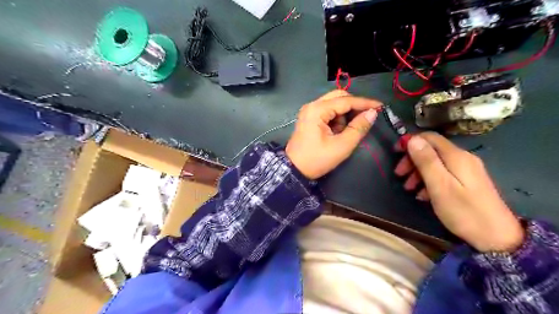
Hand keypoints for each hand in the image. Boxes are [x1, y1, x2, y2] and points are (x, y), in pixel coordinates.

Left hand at [286, 90, 381, 179]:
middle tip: (366, 117)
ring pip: (334, 104)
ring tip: (346, 132)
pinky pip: (328, 112)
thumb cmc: (317, 160)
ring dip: (344, 114)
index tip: (381, 106)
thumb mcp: (341, 146)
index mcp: (317, 110)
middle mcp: (312, 105)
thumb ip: (358, 128)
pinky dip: (336, 119)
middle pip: (339, 97)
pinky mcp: (309, 117)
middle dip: (354, 106)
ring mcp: (309, 111)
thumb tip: (372, 113)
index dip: (365, 103)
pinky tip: (337, 132)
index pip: (346, 101)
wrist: (294, 170)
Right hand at [395, 132, 521, 252]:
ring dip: (418, 172)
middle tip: (399, 175)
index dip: (410, 141)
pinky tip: (423, 195)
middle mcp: (462, 158)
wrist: (497, 238)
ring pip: (435, 163)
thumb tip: (413, 139)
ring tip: (409, 188)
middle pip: (431, 150)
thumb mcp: (440, 185)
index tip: (395, 153)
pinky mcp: (467, 182)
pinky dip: (429, 180)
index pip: (429, 137)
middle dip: (412, 159)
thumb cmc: (463, 211)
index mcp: (455, 156)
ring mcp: (466, 170)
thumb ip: (426, 161)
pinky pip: (443, 174)